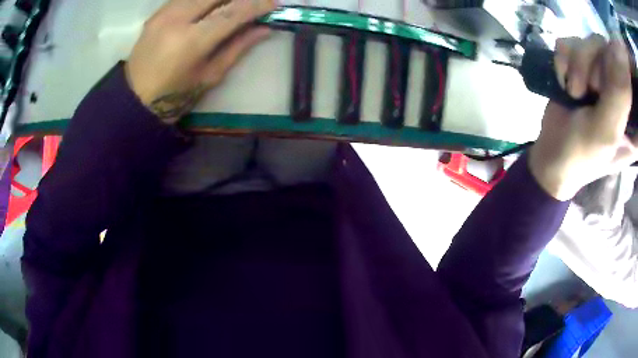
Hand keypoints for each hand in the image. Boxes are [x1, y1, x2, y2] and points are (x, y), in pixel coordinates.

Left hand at [125, 0, 276, 123]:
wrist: (134, 100)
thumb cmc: (174, 96)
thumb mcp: (210, 76)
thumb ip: (237, 48)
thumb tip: (264, 29)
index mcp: (191, 41)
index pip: (232, 12)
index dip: (257, 4)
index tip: (274, 3)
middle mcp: (176, 19)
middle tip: (252, 3)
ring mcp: (164, 13)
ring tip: (232, 6)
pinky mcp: (157, 12)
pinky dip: (203, 0)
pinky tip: (210, 8)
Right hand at [529, 35, 634, 200]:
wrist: (551, 156)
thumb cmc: (582, 154)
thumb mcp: (607, 131)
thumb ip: (620, 94)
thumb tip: (621, 58)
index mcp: (633, 114)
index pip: (629, 77)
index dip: (621, 68)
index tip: (606, 82)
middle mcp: (621, 89)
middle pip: (610, 51)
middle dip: (595, 66)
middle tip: (588, 92)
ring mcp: (603, 73)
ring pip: (592, 41)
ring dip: (577, 63)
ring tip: (573, 91)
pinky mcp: (583, 64)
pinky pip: (573, 40)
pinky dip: (563, 59)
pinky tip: (563, 80)